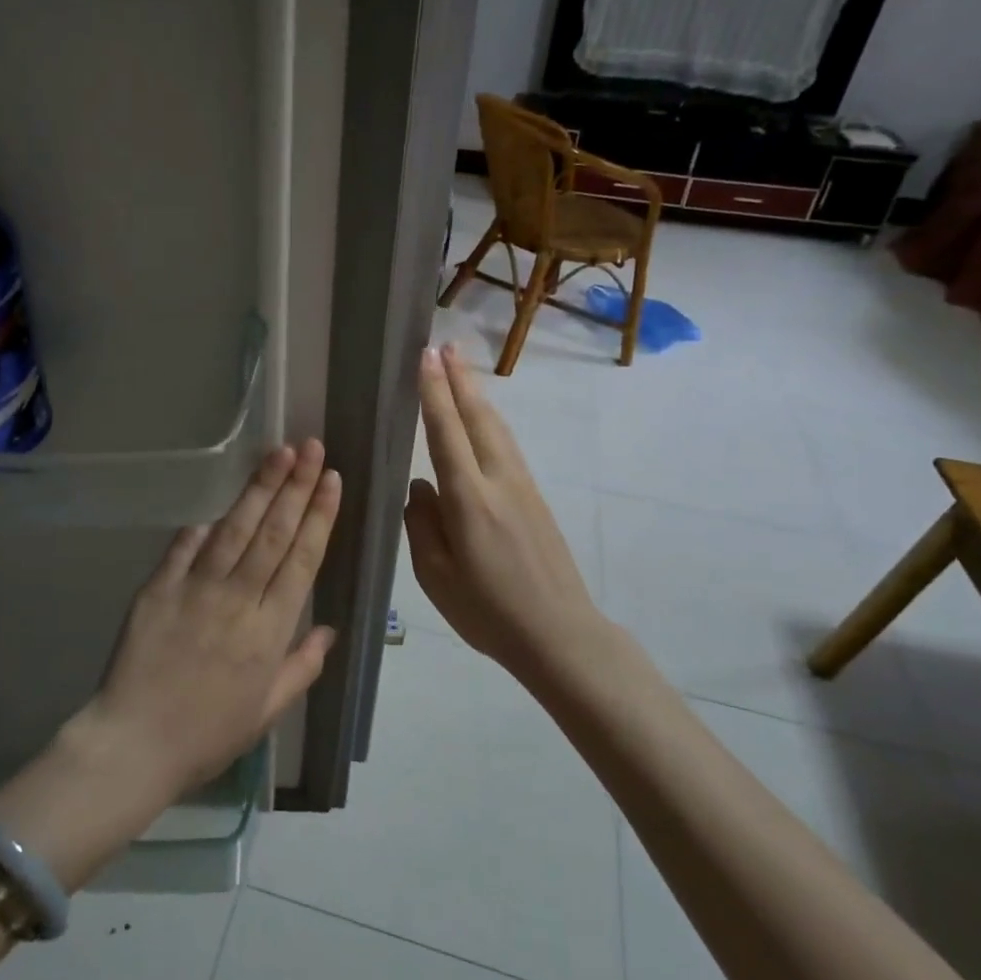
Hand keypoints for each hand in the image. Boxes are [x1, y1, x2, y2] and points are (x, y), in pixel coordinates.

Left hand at [84, 441, 340, 797]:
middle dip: (296, 485)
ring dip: (259, 488)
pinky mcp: (158, 587)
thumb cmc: (207, 734)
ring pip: (235, 529)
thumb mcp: (267, 711)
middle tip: (312, 446)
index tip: (332, 479)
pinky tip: (218, 504)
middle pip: (274, 532)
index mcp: (269, 629)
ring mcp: (195, 589)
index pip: (302, 559)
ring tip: (279, 453)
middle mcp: (237, 599)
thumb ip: (301, 667)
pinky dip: (202, 526)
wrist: (134, 744)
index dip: (319, 515)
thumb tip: (329, 630)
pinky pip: (184, 547)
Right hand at [403, 344, 605, 676]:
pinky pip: (507, 446)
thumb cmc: (488, 611)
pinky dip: (490, 421)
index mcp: (469, 500)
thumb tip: (420, 486)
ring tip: (462, 367)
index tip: (425, 358)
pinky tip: (484, 418)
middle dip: (459, 379)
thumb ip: (422, 525)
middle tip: (445, 345)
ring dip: (478, 394)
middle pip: (478, 418)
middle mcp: (499, 481)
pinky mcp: (535, 498)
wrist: (560, 634)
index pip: (446, 433)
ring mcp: (522, 487)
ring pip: (497, 428)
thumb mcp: (436, 576)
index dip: (434, 393)